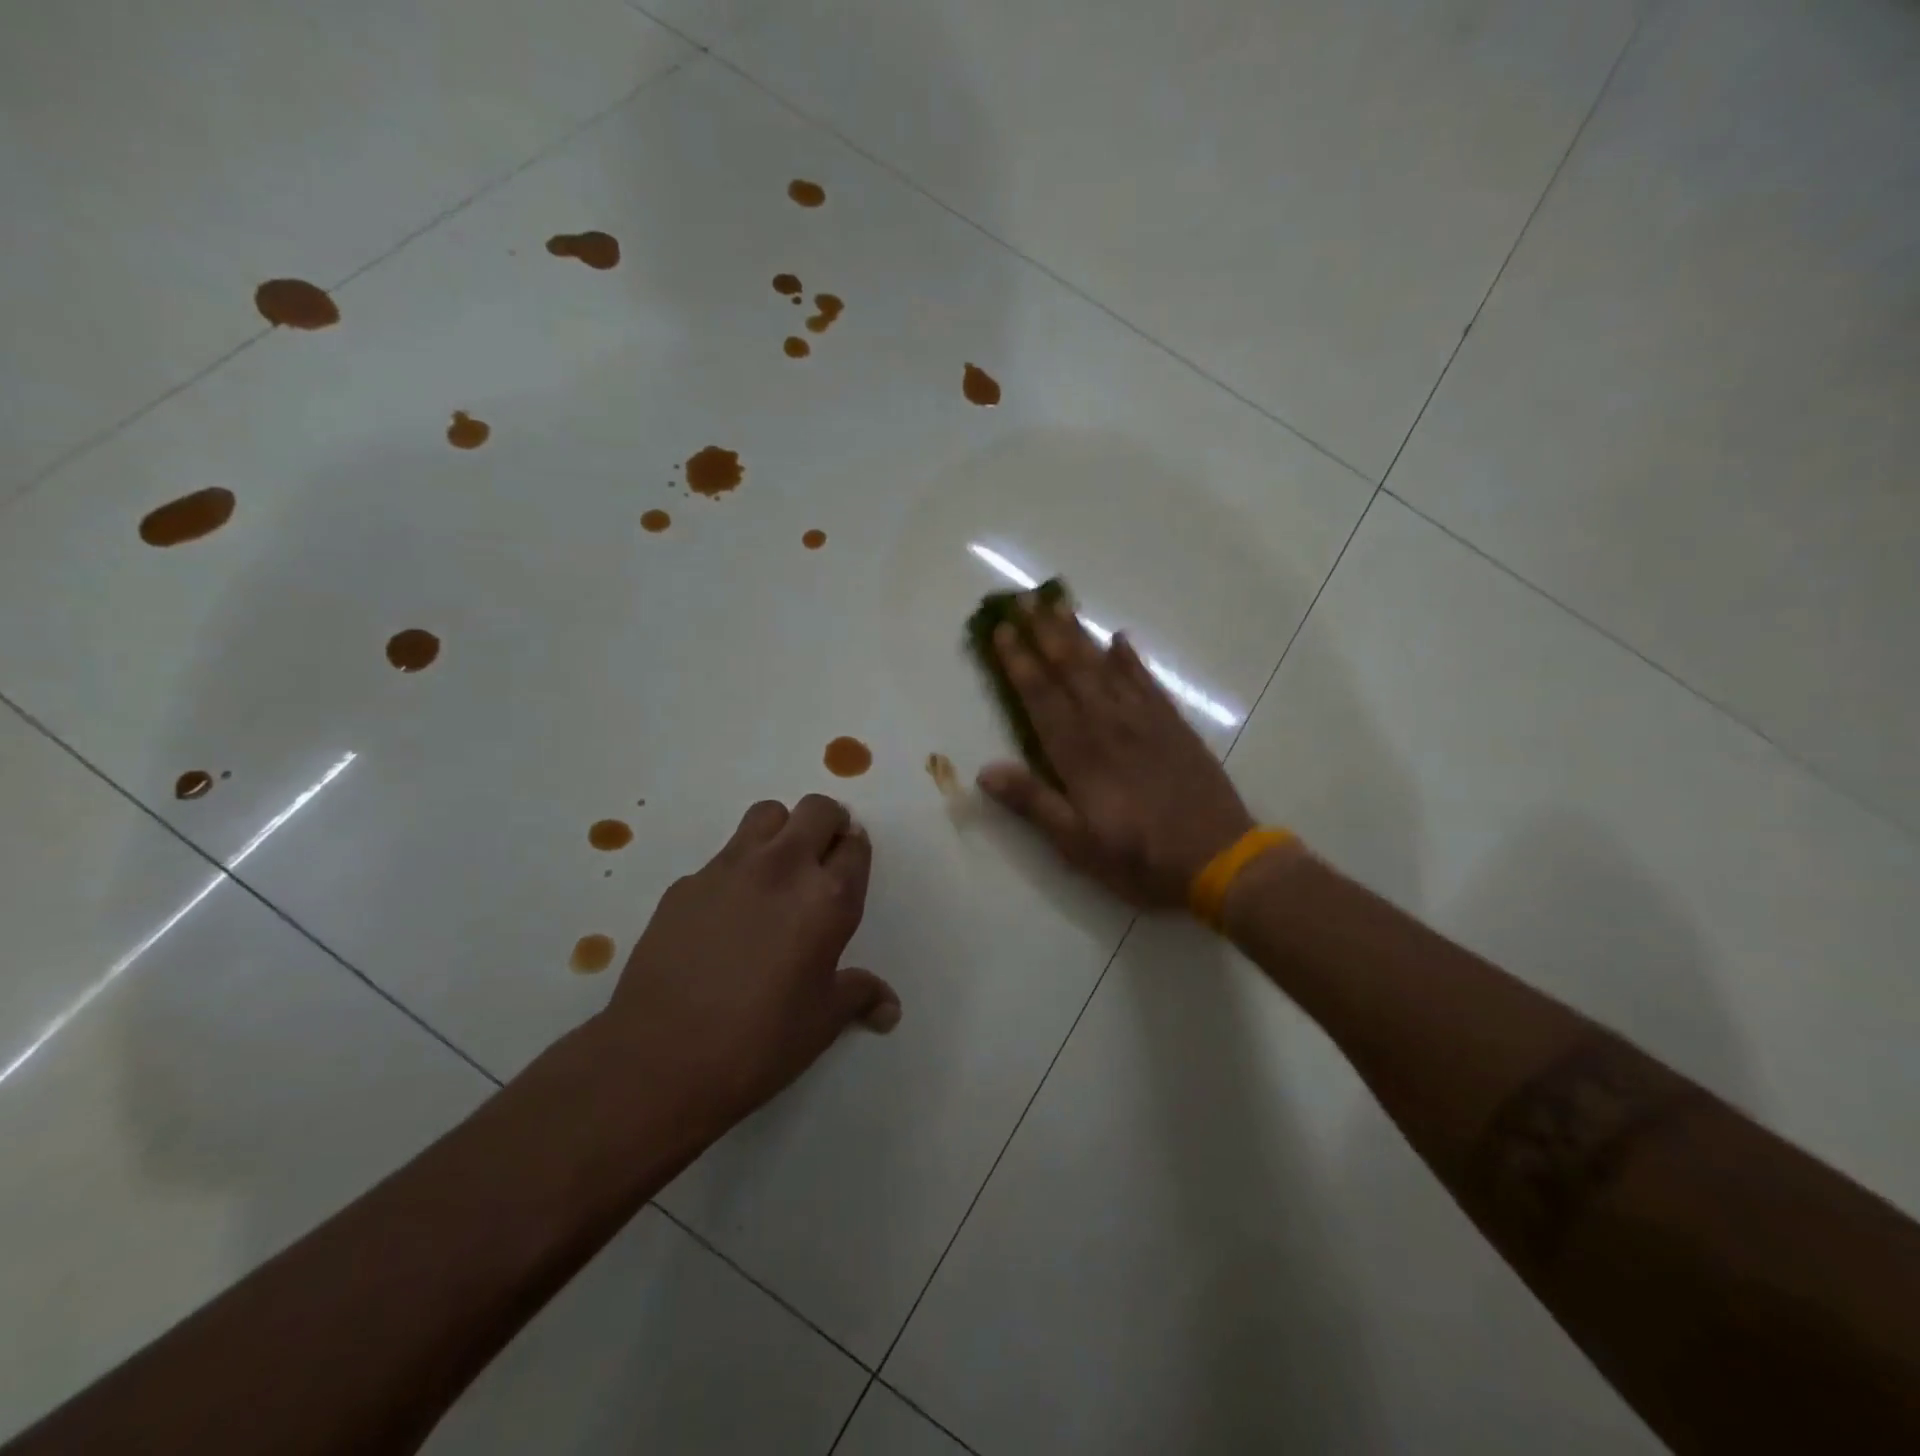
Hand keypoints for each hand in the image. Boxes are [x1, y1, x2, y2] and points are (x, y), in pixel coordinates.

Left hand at [600, 796, 899, 1125]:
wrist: (660, 1060)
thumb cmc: (759, 1042)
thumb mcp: (822, 1022)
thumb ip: (859, 996)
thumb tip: (890, 1008)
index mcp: (828, 898)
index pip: (855, 845)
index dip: (855, 852)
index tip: (848, 868)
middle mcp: (783, 868)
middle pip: (817, 809)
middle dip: (828, 824)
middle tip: (821, 858)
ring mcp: (729, 868)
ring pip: (767, 814)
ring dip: (782, 830)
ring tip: (776, 871)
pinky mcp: (686, 883)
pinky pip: (722, 856)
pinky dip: (736, 870)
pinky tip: (725, 915)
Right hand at [978, 596, 1254, 908]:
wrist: (1219, 859)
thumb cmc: (1140, 858)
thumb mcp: (1077, 844)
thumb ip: (1033, 803)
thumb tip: (984, 771)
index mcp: (1080, 755)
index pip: (1041, 698)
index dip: (1018, 663)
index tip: (1001, 632)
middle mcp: (1108, 726)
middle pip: (1071, 670)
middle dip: (1045, 633)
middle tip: (1025, 599)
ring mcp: (1144, 722)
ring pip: (1105, 667)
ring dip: (1080, 635)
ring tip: (1061, 604)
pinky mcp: (1173, 726)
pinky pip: (1147, 681)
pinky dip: (1131, 659)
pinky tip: (1120, 640)